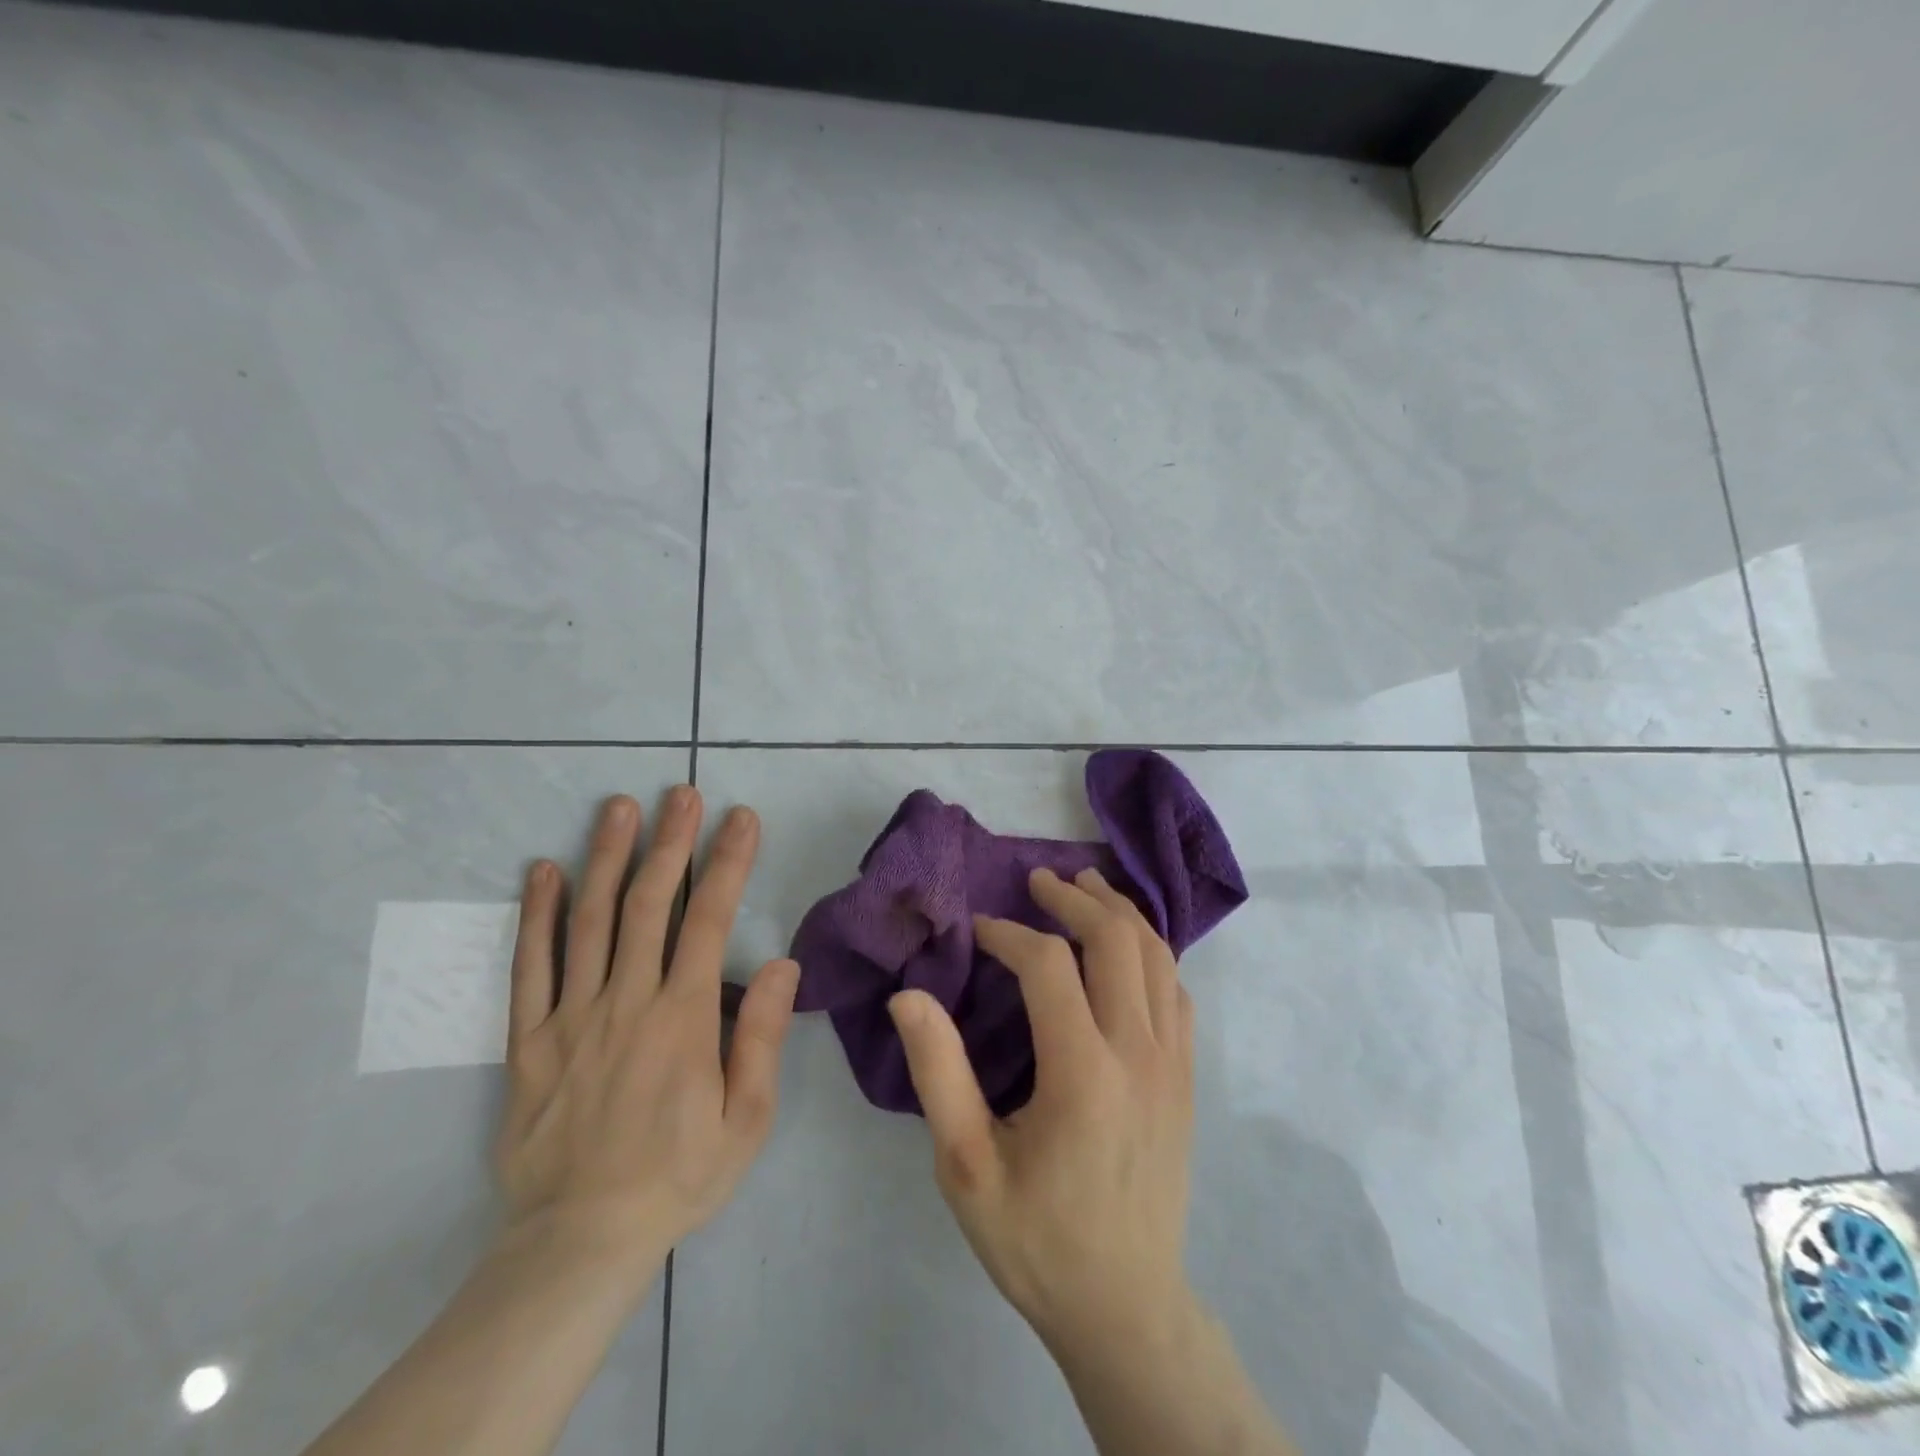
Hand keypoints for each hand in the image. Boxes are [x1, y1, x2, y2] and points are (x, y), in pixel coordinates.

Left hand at [494, 788, 799, 1286]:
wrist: (580, 1240)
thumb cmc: (679, 1175)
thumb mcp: (747, 1120)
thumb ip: (761, 1038)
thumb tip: (781, 964)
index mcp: (683, 1018)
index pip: (709, 920)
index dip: (727, 862)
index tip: (740, 818)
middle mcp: (627, 1002)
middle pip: (648, 904)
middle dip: (669, 841)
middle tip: (679, 793)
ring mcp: (571, 1017)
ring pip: (589, 921)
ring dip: (605, 858)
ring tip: (617, 808)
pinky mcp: (529, 1039)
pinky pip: (530, 967)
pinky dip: (537, 915)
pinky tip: (543, 871)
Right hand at [888, 866, 1196, 1353]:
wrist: (1125, 1307)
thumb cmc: (1037, 1239)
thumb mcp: (966, 1166)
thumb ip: (939, 1072)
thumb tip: (909, 994)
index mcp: (1082, 1073)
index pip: (1049, 965)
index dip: (1009, 934)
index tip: (978, 930)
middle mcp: (1138, 1053)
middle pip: (1115, 940)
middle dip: (1074, 898)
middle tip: (1038, 879)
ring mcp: (1172, 1063)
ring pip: (1157, 955)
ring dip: (1119, 911)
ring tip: (1085, 886)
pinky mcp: (1186, 1078)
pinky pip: (1176, 989)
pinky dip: (1151, 950)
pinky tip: (1126, 946)